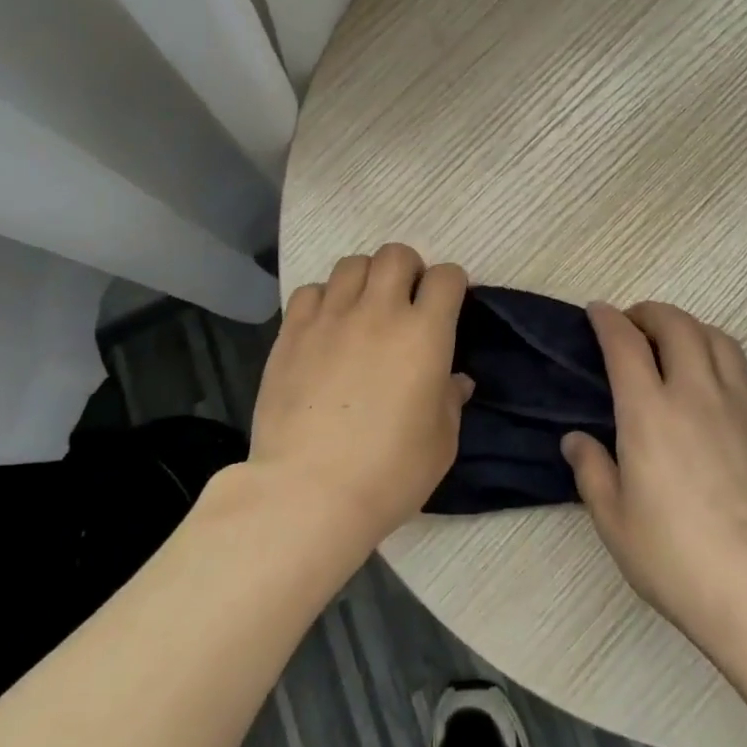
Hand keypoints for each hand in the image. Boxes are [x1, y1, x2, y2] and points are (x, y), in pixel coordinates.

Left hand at [251, 244, 471, 549]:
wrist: (308, 492)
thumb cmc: (388, 473)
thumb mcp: (440, 443)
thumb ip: (450, 401)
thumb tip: (455, 380)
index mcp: (425, 334)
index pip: (446, 276)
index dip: (452, 284)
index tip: (448, 303)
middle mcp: (379, 312)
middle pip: (396, 254)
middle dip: (408, 268)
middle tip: (406, 299)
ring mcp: (331, 318)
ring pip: (352, 264)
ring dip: (366, 278)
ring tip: (363, 308)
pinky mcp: (292, 332)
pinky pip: (311, 290)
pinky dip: (325, 298)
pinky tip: (325, 326)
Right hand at [561, 301, 746, 664]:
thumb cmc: (676, 558)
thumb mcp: (614, 521)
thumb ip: (591, 470)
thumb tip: (576, 439)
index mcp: (649, 412)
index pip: (626, 343)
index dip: (608, 320)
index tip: (597, 311)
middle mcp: (695, 394)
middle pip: (677, 325)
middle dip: (650, 313)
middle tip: (633, 325)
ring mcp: (740, 405)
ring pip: (717, 338)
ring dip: (689, 328)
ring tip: (674, 343)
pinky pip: (743, 369)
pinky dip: (720, 357)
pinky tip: (713, 382)